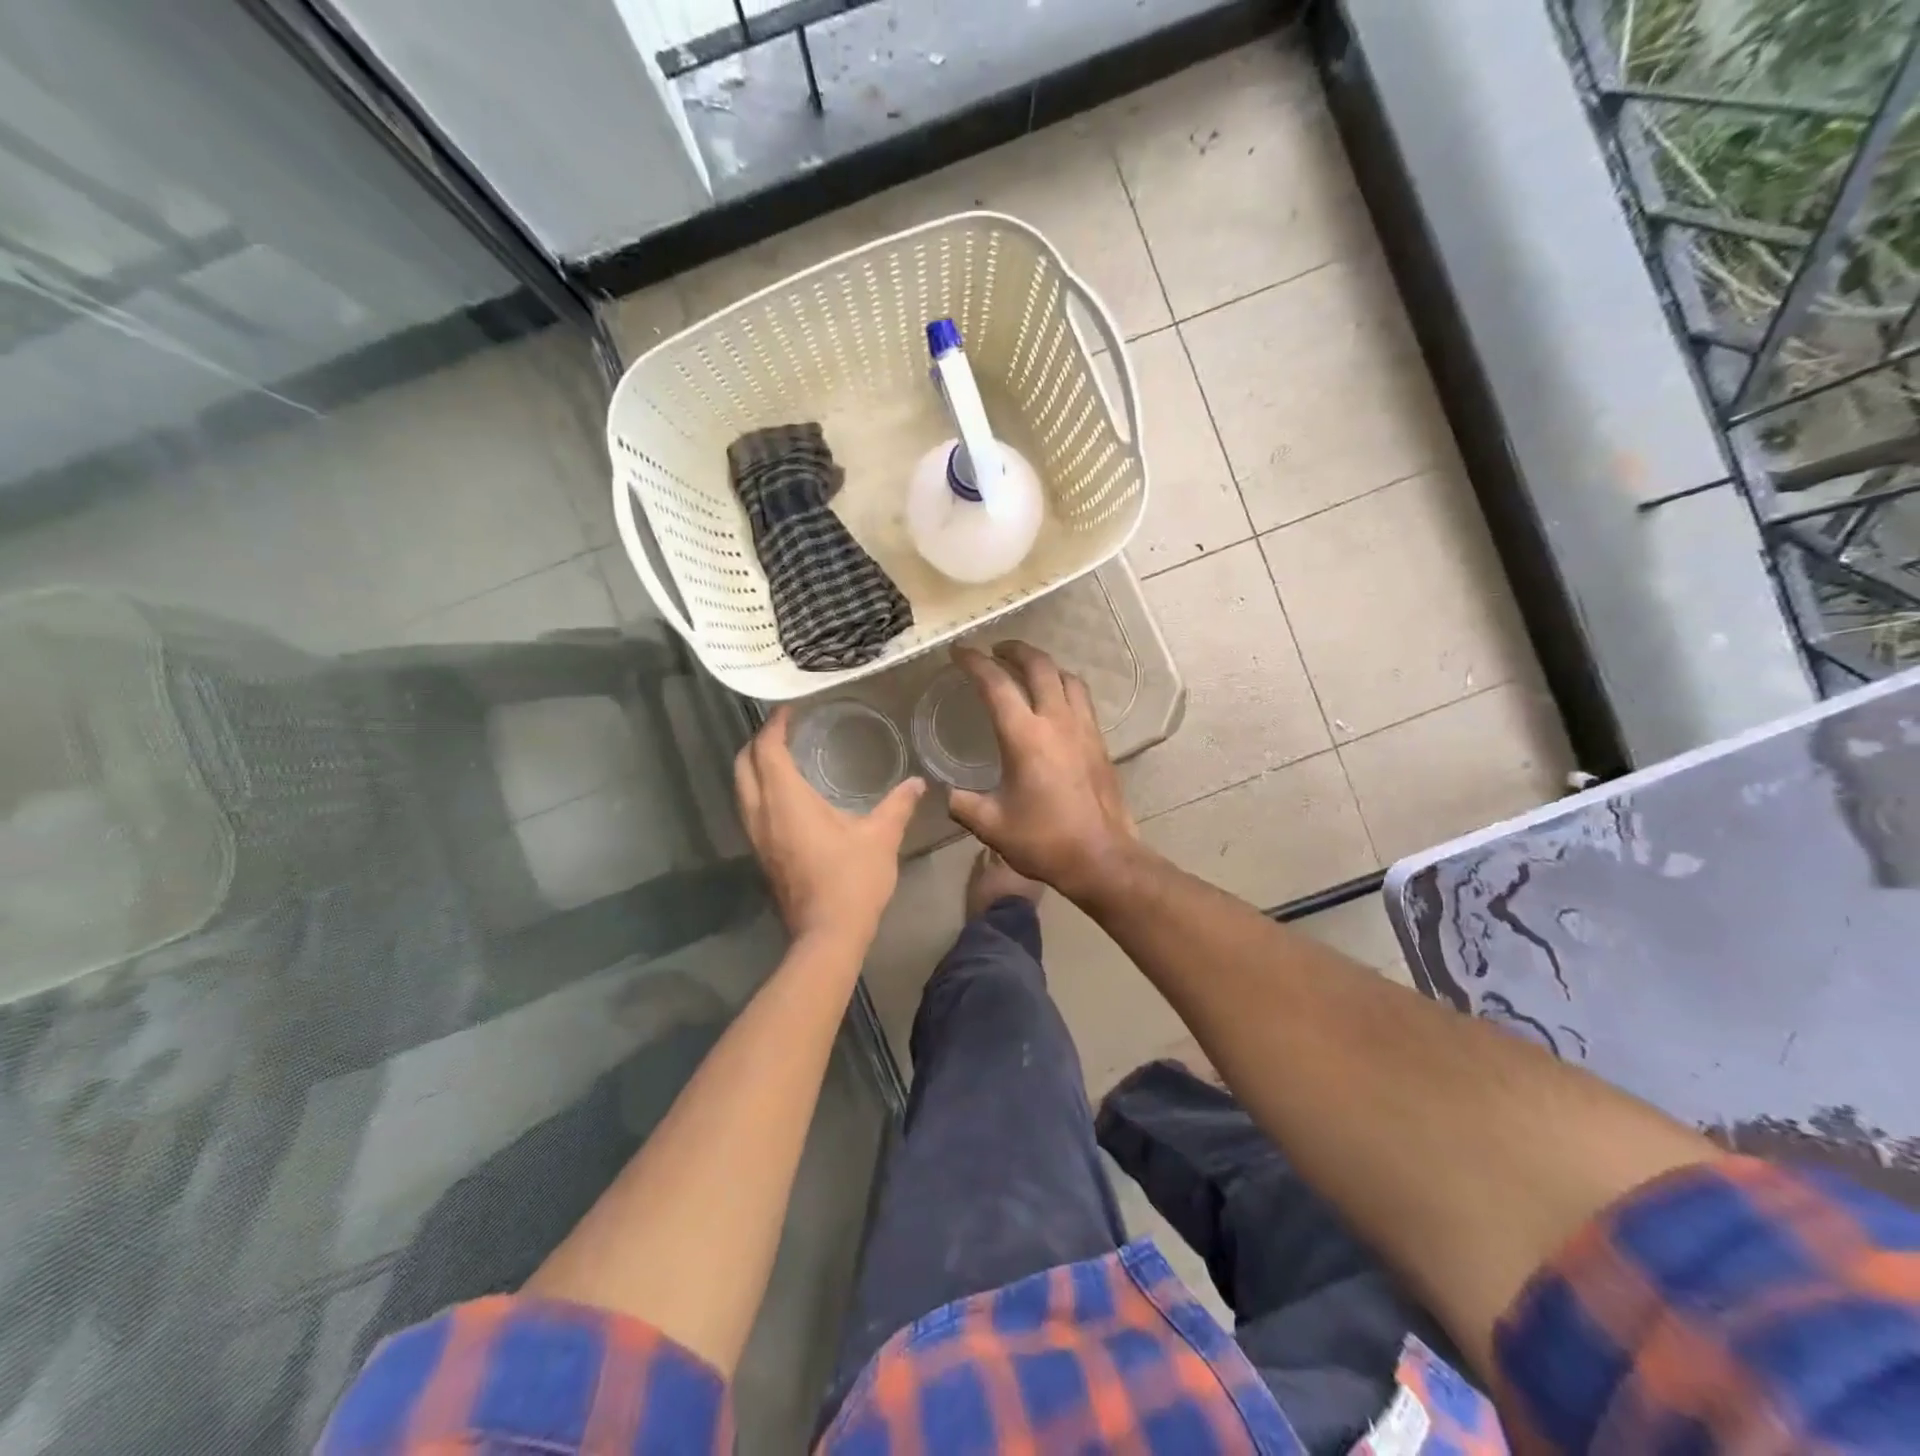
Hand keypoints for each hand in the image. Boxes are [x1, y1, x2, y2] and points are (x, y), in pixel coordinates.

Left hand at [735, 706, 925, 947]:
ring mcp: (757, 837)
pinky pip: (750, 809)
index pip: (767, 750)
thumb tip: (918, 783)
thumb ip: (898, 805)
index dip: (774, 725)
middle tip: (783, 729)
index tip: (789, 709)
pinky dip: (760, 790)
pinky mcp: (761, 855)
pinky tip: (786, 795)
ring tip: (783, 755)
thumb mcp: (881, 837)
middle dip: (757, 742)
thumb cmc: (853, 880)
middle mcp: (762, 814)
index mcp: (786, 801)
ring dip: (755, 767)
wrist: (827, 935)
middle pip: (743, 766)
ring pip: (742, 789)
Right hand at [946, 643, 1141, 902]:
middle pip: (1039, 666)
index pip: (996, 684)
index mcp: (1024, 736)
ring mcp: (1083, 729)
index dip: (974, 662)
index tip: (959, 652)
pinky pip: (1081, 699)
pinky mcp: (1100, 742)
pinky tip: (1056, 703)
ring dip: (1044, 665)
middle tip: (996, 649)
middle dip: (1015, 650)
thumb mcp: (991, 825)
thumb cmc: (1043, 840)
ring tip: (1028, 670)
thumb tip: (948, 794)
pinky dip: (1064, 687)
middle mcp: (1056, 721)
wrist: (1101, 857)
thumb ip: (963, 804)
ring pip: (1067, 678)